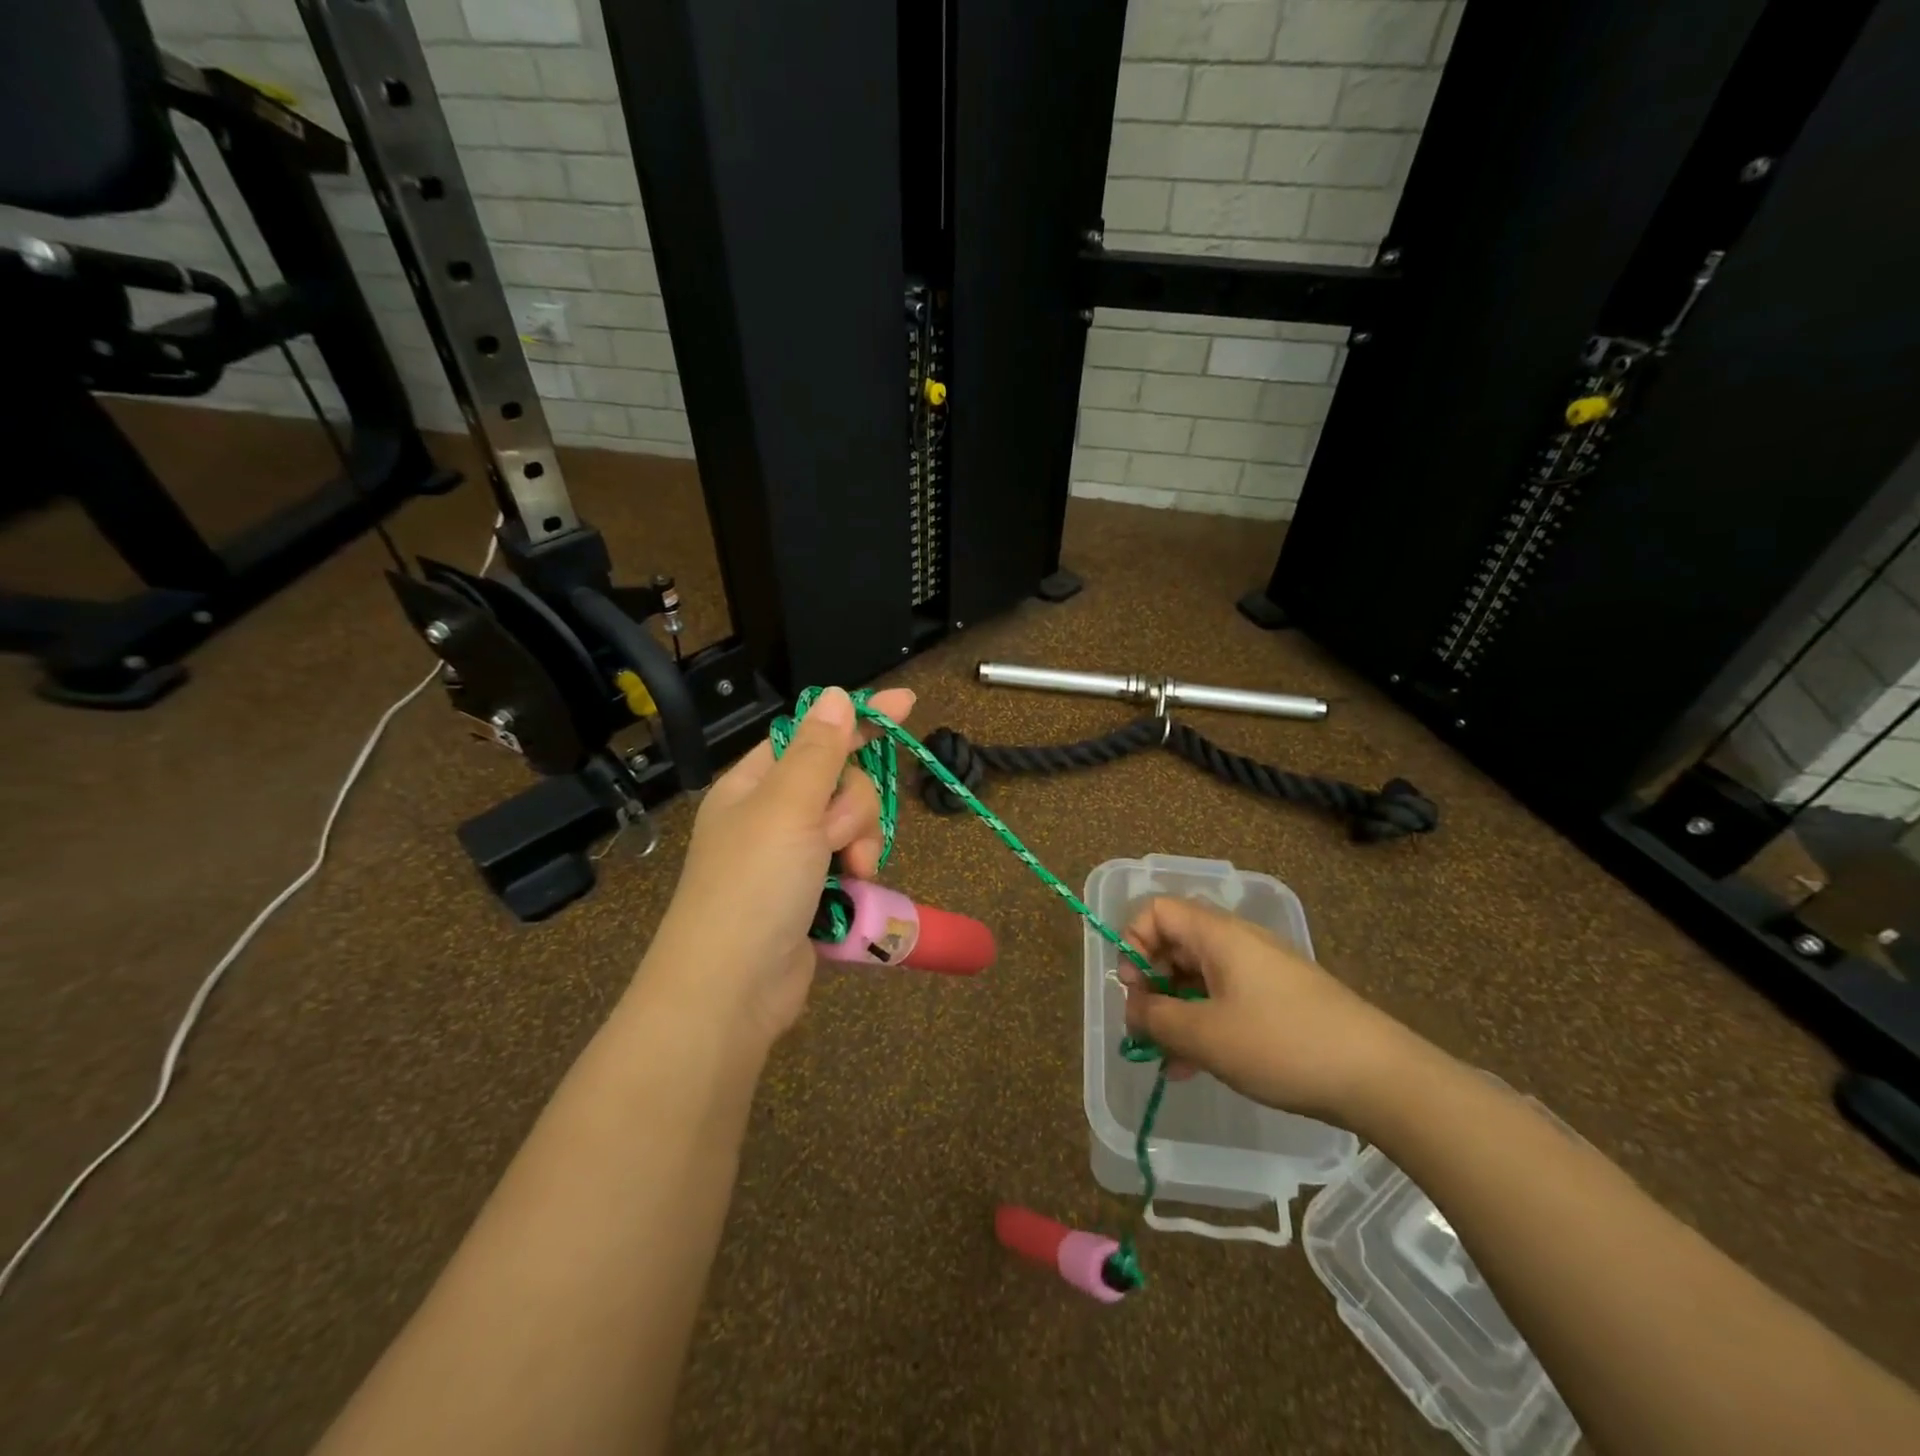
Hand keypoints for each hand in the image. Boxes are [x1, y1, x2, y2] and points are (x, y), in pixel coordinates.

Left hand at [645, 686, 915, 1049]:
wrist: (731, 991)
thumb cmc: (753, 885)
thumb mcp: (786, 807)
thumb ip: (818, 750)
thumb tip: (834, 695)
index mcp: (754, 784)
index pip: (812, 736)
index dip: (858, 720)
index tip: (907, 704)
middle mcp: (772, 815)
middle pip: (841, 782)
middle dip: (854, 806)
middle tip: (838, 837)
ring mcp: (792, 857)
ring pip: (853, 824)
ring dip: (861, 842)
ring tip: (851, 872)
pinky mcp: (812, 893)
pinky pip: (851, 862)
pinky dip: (858, 874)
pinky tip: (855, 891)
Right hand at [1118, 896, 1427, 1127]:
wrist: (1380, 1077)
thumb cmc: (1282, 1044)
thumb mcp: (1206, 1035)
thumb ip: (1157, 1018)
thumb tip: (1133, 1008)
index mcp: (1217, 935)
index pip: (1157, 911)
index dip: (1133, 942)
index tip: (1133, 988)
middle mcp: (1237, 943)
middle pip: (1175, 945)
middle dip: (1151, 986)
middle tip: (1146, 1029)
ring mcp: (1261, 972)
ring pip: (1199, 979)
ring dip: (1176, 1013)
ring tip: (1168, 1061)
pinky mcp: (1279, 1001)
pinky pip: (1225, 1001)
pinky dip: (1205, 1025)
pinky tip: (1197, 1068)